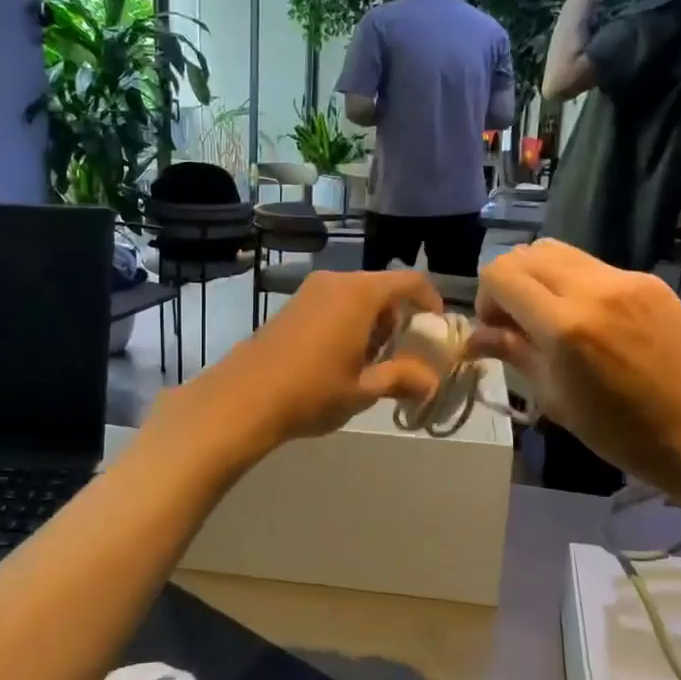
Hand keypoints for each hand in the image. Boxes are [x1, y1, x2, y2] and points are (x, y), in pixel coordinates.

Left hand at [182, 270, 445, 452]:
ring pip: (355, 297)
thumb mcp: (364, 389)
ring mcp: (309, 292)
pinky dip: (347, 323)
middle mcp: (336, 282)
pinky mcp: (290, 306)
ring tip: (368, 363)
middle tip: (399, 355)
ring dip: (371, 323)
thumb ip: (402, 378)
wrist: (244, 398)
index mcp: (360, 293)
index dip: (429, 301)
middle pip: (381, 289)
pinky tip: (337, 359)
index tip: (436, 328)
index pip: (410, 282)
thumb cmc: (313, 390)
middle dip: (397, 319)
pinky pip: (332, 304)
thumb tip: (431, 382)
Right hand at [471, 240, 680, 502]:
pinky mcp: (649, 280)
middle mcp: (593, 288)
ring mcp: (626, 279)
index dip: (487, 298)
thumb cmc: (624, 433)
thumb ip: (514, 354)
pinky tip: (588, 320)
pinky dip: (573, 282)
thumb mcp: (556, 399)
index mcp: (565, 325)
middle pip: (526, 253)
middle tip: (516, 321)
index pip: (501, 274)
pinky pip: (593, 266)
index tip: (496, 329)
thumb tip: (474, 338)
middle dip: (509, 282)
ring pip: (559, 251)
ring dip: (539, 277)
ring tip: (549, 316)